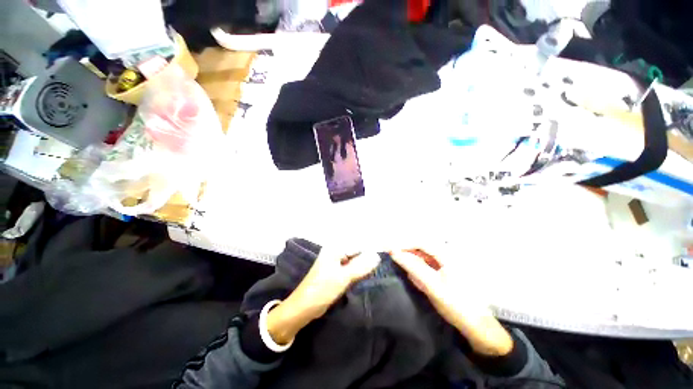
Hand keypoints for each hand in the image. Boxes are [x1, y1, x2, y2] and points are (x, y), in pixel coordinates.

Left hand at [267, 249, 380, 344]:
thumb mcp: (342, 278)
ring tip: (380, 269)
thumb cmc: (321, 290)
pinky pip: (351, 268)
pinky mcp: (336, 272)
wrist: (303, 308)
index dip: (371, 249)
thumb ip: (360, 266)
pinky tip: (369, 275)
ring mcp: (336, 262)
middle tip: (384, 264)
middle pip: (357, 251)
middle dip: (369, 257)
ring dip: (365, 265)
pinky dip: (359, 271)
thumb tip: (377, 256)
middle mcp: (336, 252)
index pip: (358, 244)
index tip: (386, 254)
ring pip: (355, 260)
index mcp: (335, 248)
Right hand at [391, 249, 513, 356]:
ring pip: (423, 254)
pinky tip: (412, 273)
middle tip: (390, 253)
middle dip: (405, 249)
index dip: (404, 243)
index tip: (389, 248)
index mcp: (447, 254)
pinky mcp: (444, 270)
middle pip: (421, 245)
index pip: (421, 242)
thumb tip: (394, 252)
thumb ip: (413, 266)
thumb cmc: (455, 304)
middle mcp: (447, 254)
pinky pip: (427, 262)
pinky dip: (417, 266)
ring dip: (410, 257)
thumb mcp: (431, 285)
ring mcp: (446, 262)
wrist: (476, 326)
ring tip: (398, 260)